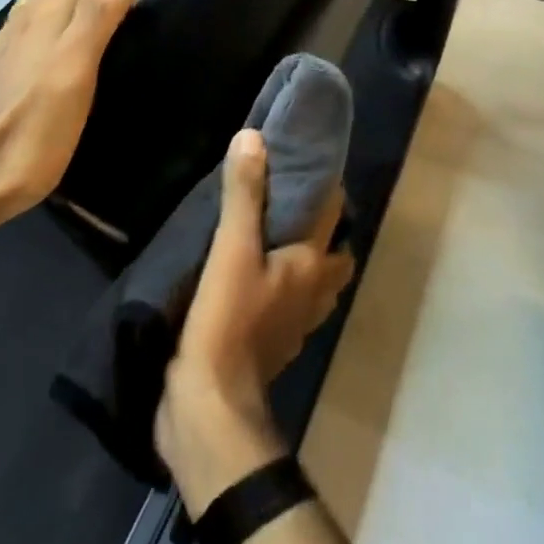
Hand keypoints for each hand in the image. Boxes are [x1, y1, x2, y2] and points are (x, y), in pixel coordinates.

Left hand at [0, 0, 148, 223]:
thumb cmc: (33, 127)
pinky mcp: (10, 75)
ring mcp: (14, 48)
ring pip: (52, 3)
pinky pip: (43, 32)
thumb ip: (99, 9)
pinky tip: (80, 52)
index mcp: (43, 11)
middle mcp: (26, 20)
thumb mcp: (75, 65)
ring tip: (119, 19)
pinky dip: (69, 25)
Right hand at [155, 129, 355, 516]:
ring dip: (307, 260)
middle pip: (334, 254)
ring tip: (275, 235)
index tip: (307, 160)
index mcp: (312, 265)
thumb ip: (244, 195)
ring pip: (316, 283)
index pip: (334, 214)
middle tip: (293, 200)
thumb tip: (254, 137)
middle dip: (325, 227)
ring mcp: (295, 324)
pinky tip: (253, 278)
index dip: (328, 185)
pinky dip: (282, 287)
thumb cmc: (227, 320)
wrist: (208, 406)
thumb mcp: (232, 249)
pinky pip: (288, 306)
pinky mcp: (271, 345)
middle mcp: (313, 293)